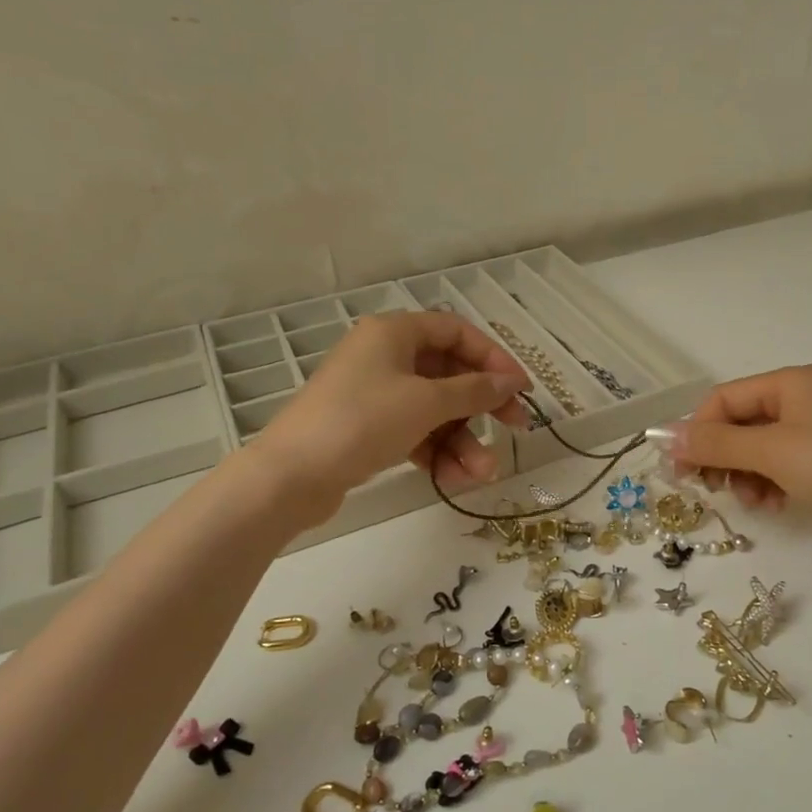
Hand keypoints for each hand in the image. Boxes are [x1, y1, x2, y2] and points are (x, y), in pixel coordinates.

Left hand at [256, 311, 528, 505]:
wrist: (291, 476)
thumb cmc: (363, 421)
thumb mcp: (427, 402)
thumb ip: (475, 390)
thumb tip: (512, 382)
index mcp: (395, 333)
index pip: (457, 332)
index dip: (493, 357)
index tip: (520, 387)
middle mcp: (385, 356)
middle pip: (450, 374)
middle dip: (483, 406)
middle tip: (517, 427)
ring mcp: (375, 394)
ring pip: (435, 410)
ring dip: (463, 440)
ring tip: (484, 473)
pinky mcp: (368, 429)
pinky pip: (415, 433)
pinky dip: (438, 453)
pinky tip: (455, 479)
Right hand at [657, 365, 811, 557]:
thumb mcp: (769, 452)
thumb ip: (715, 444)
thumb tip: (664, 437)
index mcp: (790, 382)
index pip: (724, 399)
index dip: (698, 431)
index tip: (680, 470)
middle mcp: (803, 399)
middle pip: (741, 424)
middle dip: (723, 456)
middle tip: (711, 489)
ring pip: (759, 449)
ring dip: (745, 475)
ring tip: (753, 502)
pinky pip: (782, 466)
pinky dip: (770, 484)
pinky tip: (774, 505)